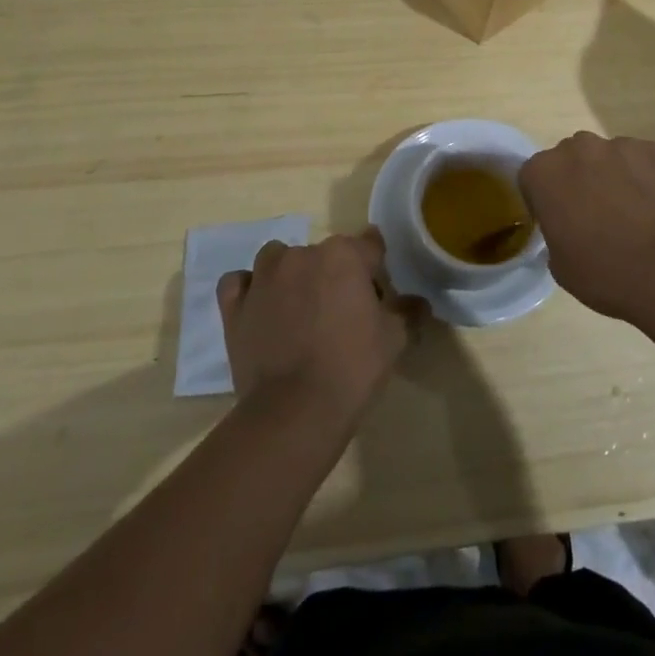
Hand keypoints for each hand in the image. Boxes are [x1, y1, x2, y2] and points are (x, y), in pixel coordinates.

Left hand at [217, 228, 422, 429]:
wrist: (295, 410)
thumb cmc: (353, 367)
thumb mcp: (395, 339)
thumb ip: (408, 312)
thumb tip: (419, 302)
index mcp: (343, 255)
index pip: (370, 246)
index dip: (377, 270)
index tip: (380, 296)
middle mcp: (302, 254)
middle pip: (325, 254)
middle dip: (335, 275)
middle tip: (343, 314)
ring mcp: (263, 277)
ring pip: (280, 259)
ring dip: (291, 274)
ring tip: (300, 309)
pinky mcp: (236, 305)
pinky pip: (240, 282)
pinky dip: (249, 289)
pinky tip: (261, 308)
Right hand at [519, 132, 654, 327]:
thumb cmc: (608, 273)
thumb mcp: (562, 267)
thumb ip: (556, 234)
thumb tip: (569, 229)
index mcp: (546, 172)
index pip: (534, 177)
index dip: (545, 199)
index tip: (560, 222)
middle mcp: (581, 147)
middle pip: (574, 158)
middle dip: (582, 181)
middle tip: (599, 217)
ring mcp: (626, 145)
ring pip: (615, 158)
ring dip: (620, 179)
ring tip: (640, 217)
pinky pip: (651, 163)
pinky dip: (654, 181)